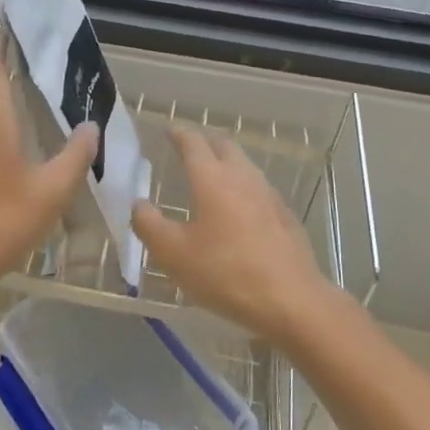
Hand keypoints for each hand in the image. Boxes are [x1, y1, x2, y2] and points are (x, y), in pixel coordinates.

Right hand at [132, 125, 332, 344]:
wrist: (291, 299)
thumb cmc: (226, 272)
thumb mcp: (174, 254)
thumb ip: (149, 225)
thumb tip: (138, 204)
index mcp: (212, 178)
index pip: (193, 143)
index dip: (179, 134)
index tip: (169, 130)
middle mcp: (242, 176)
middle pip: (223, 145)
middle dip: (205, 142)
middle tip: (189, 148)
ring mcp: (268, 194)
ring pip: (244, 164)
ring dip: (226, 161)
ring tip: (212, 174)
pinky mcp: (284, 215)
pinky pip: (258, 187)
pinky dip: (243, 186)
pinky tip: (239, 207)